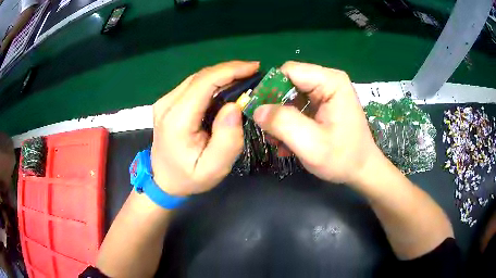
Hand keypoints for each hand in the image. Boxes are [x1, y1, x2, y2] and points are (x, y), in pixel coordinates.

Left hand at [151, 61, 259, 195]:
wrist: (163, 181)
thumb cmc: (189, 177)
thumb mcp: (213, 168)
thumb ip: (227, 139)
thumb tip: (235, 106)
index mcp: (176, 119)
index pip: (204, 83)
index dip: (230, 70)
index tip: (254, 68)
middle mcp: (167, 104)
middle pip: (201, 76)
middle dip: (230, 70)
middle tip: (254, 73)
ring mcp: (165, 101)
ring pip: (198, 78)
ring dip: (222, 75)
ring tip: (245, 79)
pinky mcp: (168, 103)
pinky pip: (193, 85)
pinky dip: (213, 83)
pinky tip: (227, 88)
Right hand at [253, 61, 380, 185]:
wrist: (362, 170)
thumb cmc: (343, 158)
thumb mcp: (312, 145)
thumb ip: (283, 124)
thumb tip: (256, 109)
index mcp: (330, 82)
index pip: (289, 71)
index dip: (270, 88)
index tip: (258, 112)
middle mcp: (328, 81)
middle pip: (289, 82)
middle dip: (274, 105)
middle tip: (267, 130)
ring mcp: (326, 92)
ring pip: (290, 94)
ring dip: (280, 117)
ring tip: (277, 140)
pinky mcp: (323, 103)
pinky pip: (297, 105)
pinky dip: (289, 122)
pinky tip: (288, 141)